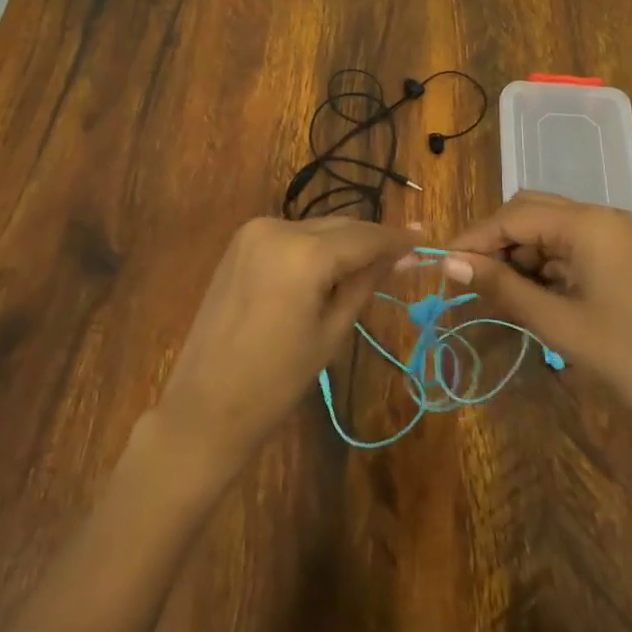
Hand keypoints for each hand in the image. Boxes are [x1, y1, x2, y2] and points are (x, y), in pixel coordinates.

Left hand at [156, 217, 412, 473]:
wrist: (205, 405)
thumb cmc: (277, 380)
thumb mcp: (332, 331)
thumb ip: (367, 283)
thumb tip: (404, 255)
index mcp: (303, 252)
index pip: (364, 237)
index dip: (398, 239)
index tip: (426, 241)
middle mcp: (277, 227)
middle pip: (340, 226)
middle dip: (372, 240)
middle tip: (406, 256)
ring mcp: (254, 231)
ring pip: (317, 229)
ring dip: (344, 243)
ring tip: (373, 267)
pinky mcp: (241, 242)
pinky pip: (292, 237)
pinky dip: (315, 248)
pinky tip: (332, 268)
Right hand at [444, 191, 631, 455]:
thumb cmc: (624, 357)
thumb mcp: (554, 321)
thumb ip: (500, 286)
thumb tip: (449, 263)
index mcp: (588, 224)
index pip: (515, 216)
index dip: (475, 237)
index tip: (443, 263)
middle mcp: (600, 217)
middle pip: (530, 212)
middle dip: (495, 241)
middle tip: (466, 275)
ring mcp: (612, 236)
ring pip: (546, 230)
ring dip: (517, 255)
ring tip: (493, 290)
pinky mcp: (617, 256)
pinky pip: (566, 247)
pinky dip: (541, 265)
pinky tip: (526, 293)